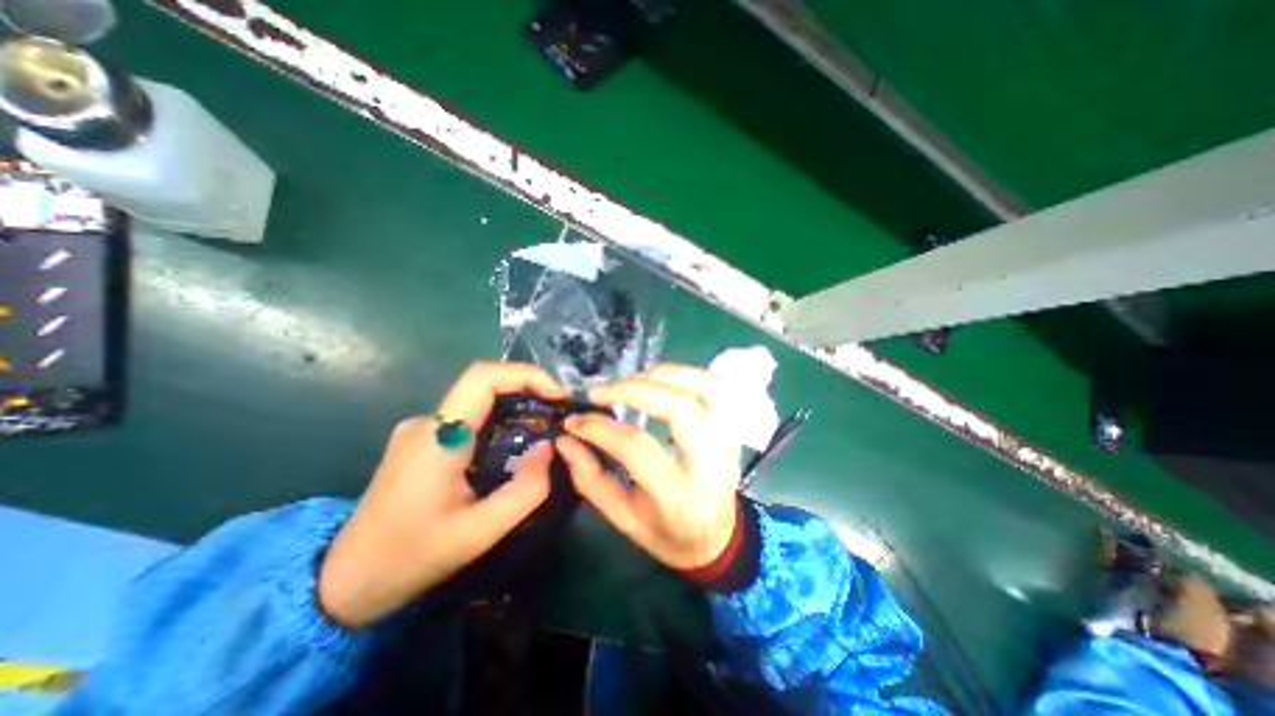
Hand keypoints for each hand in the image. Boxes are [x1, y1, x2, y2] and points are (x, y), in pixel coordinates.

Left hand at [315, 363, 564, 626]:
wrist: (342, 584)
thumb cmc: (410, 558)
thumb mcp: (480, 533)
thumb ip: (526, 489)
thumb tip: (547, 447)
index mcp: (438, 438)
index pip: (482, 377)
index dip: (526, 374)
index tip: (557, 394)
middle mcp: (427, 422)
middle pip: (484, 385)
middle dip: (528, 391)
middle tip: (558, 413)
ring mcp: (421, 429)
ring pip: (478, 402)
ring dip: (515, 408)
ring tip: (542, 432)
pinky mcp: (422, 441)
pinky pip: (468, 418)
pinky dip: (498, 422)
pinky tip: (511, 448)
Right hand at [555, 365, 743, 571]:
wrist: (717, 539)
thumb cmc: (668, 534)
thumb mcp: (624, 519)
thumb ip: (591, 479)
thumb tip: (566, 438)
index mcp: (680, 497)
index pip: (638, 448)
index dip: (601, 428)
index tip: (575, 419)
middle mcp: (712, 464)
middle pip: (680, 408)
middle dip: (635, 389)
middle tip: (603, 389)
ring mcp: (728, 441)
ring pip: (706, 389)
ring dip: (666, 374)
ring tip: (634, 377)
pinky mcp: (733, 428)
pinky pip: (718, 387)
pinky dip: (689, 374)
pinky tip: (663, 377)